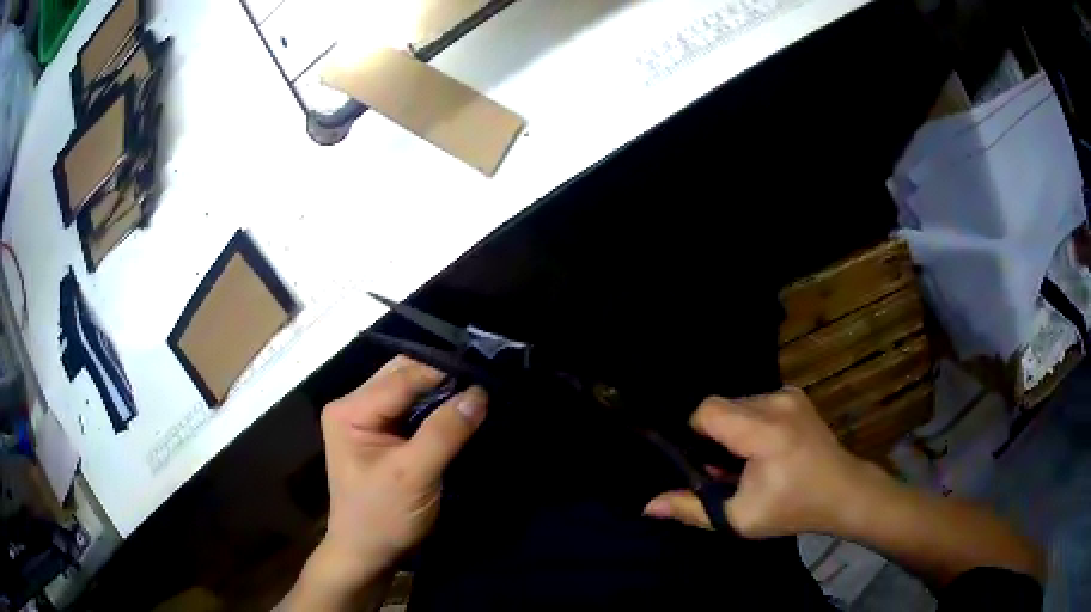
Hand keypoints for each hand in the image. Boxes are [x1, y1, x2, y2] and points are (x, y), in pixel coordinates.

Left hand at [309, 356, 487, 596]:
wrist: (367, 555)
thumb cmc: (382, 518)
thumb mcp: (414, 475)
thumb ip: (444, 432)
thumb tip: (479, 392)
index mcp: (350, 410)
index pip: (402, 377)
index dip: (443, 372)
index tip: (485, 373)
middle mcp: (354, 405)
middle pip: (403, 376)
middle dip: (442, 377)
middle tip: (484, 382)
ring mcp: (367, 420)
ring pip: (410, 390)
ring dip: (442, 392)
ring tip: (478, 392)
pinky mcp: (382, 435)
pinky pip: (413, 410)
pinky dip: (437, 408)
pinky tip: (461, 410)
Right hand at [643, 387, 876, 537]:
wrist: (843, 491)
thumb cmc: (792, 509)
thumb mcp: (739, 518)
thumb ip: (692, 509)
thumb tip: (648, 505)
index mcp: (764, 432)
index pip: (708, 410)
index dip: (696, 434)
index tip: (704, 463)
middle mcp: (776, 402)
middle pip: (722, 406)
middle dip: (715, 436)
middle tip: (727, 469)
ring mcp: (789, 394)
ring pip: (738, 403)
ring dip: (733, 429)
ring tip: (748, 460)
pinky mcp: (796, 394)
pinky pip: (756, 402)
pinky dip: (750, 421)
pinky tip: (765, 447)